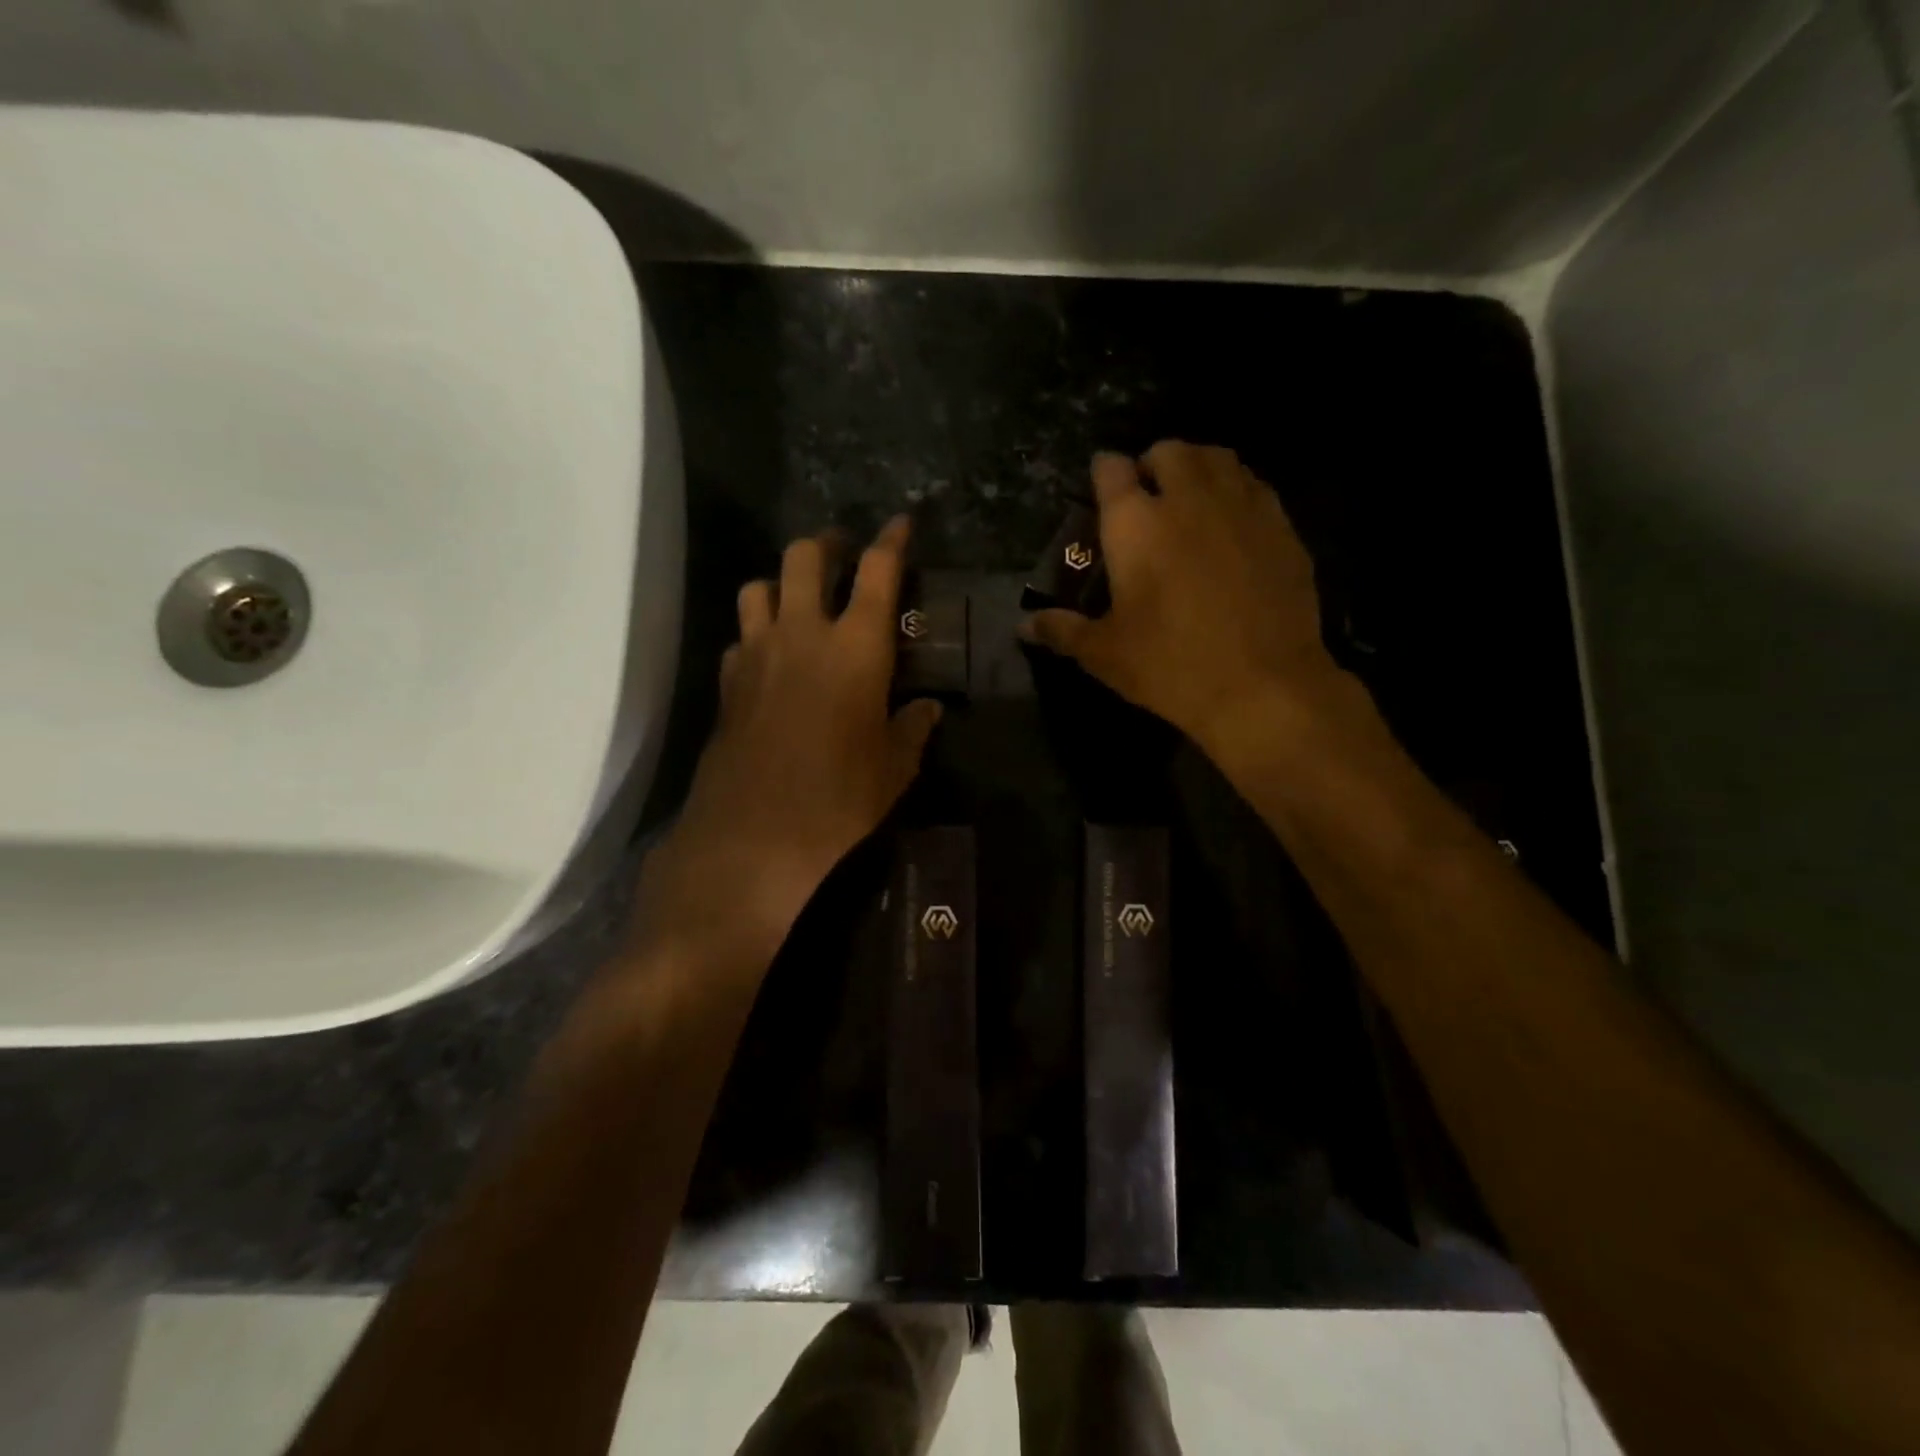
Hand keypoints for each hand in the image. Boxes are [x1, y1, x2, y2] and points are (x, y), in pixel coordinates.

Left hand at [633, 517, 940, 972]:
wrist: (754, 839)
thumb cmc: (840, 801)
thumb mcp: (894, 769)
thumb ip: (912, 729)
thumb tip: (928, 709)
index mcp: (856, 647)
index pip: (878, 572)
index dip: (892, 541)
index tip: (902, 523)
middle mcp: (802, 634)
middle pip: (804, 556)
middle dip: (827, 544)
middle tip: (844, 553)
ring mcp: (756, 654)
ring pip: (759, 586)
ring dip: (781, 582)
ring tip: (800, 601)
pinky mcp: (726, 683)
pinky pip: (740, 635)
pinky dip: (757, 632)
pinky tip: (771, 658)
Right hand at [1024, 442, 1347, 754]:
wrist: (1262, 686)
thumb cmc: (1170, 667)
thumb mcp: (1104, 654)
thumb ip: (1062, 630)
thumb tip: (1023, 626)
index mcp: (1135, 524)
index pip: (1111, 470)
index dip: (1103, 473)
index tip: (1101, 488)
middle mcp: (1187, 498)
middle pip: (1169, 451)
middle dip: (1153, 465)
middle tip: (1148, 499)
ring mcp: (1241, 506)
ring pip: (1217, 458)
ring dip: (1197, 468)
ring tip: (1191, 500)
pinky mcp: (1281, 525)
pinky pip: (1254, 485)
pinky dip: (1236, 491)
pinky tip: (1232, 524)